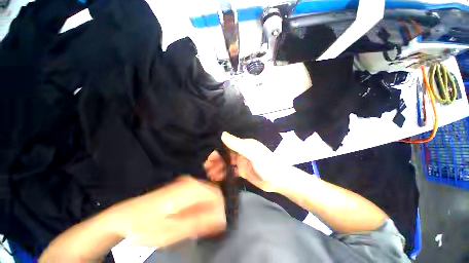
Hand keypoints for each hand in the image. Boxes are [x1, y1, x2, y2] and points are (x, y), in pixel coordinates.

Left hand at [113, 176, 225, 247]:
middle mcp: (191, 182)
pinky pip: (200, 195)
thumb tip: (221, 218)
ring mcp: (186, 183)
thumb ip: (198, 222)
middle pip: (213, 193)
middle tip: (208, 229)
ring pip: (207, 194)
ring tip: (199, 226)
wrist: (124, 216)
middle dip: (214, 210)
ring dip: (207, 210)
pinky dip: (201, 207)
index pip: (217, 194)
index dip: (221, 210)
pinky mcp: (182, 188)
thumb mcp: (171, 231)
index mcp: (190, 189)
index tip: (219, 226)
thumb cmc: (145, 225)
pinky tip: (192, 219)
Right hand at [204, 132, 289, 191]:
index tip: (207, 158)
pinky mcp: (242, 171)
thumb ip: (237, 144)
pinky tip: (216, 178)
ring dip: (217, 168)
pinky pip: (230, 171)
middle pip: (224, 155)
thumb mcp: (252, 153)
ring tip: (209, 175)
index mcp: (243, 145)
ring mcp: (241, 162)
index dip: (216, 151)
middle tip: (205, 169)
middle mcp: (240, 152)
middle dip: (215, 161)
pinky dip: (223, 174)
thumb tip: (222, 134)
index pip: (226, 145)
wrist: (278, 180)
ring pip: (226, 163)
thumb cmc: (266, 164)